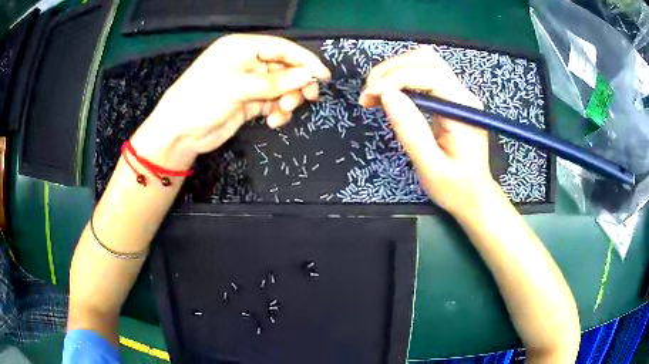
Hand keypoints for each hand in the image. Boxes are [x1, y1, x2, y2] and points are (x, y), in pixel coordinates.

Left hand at [131, 34, 330, 167]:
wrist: (179, 133)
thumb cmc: (201, 100)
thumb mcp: (237, 88)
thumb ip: (274, 82)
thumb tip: (307, 76)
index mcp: (242, 48)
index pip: (281, 48)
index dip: (304, 60)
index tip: (322, 75)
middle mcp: (246, 62)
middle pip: (283, 67)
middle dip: (296, 83)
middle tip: (308, 97)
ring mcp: (247, 83)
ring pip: (280, 87)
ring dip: (287, 99)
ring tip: (284, 112)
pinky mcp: (247, 102)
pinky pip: (272, 102)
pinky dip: (277, 111)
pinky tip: (273, 120)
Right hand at [359, 47, 494, 214]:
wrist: (474, 196)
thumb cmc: (455, 188)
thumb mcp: (431, 167)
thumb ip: (411, 131)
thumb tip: (386, 95)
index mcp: (463, 109)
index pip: (429, 74)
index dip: (394, 79)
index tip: (369, 96)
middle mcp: (463, 94)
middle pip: (426, 60)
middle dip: (391, 70)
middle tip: (368, 93)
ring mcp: (457, 94)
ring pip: (424, 62)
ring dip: (395, 70)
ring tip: (374, 92)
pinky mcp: (450, 98)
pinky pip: (423, 75)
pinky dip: (401, 78)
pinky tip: (388, 94)